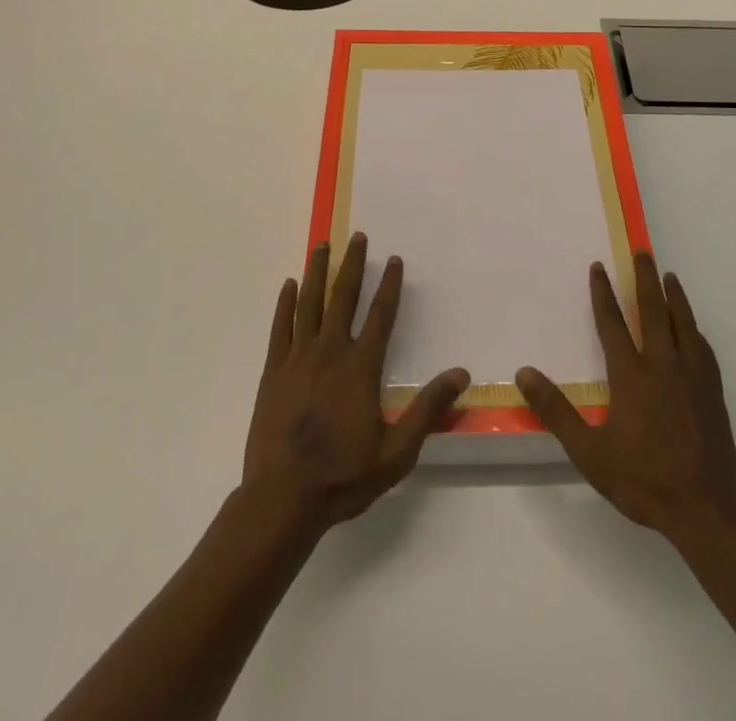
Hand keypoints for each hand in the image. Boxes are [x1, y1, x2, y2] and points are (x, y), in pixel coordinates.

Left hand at [242, 233, 468, 536]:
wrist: (283, 498)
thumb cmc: (343, 475)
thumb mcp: (396, 451)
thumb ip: (428, 409)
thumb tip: (462, 373)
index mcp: (361, 367)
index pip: (380, 315)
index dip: (389, 284)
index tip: (393, 258)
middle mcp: (330, 351)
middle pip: (344, 297)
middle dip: (353, 264)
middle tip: (358, 236)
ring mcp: (298, 358)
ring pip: (310, 303)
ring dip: (317, 272)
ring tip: (322, 245)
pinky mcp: (273, 372)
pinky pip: (281, 327)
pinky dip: (286, 303)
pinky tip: (290, 285)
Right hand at [517, 252, 735, 538]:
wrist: (706, 509)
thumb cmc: (643, 480)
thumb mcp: (590, 452)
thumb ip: (556, 411)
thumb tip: (524, 372)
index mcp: (631, 376)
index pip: (612, 323)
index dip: (603, 293)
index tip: (599, 267)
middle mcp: (662, 365)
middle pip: (652, 311)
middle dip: (645, 278)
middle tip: (642, 251)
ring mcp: (692, 376)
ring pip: (682, 323)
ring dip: (674, 296)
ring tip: (668, 275)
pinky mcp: (712, 390)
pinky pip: (703, 348)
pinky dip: (694, 329)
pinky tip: (693, 328)